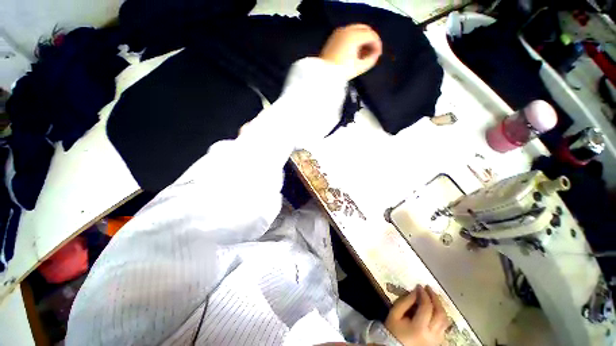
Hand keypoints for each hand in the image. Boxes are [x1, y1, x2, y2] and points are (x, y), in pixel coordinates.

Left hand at [320, 24, 381, 79]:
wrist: (323, 75)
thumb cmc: (341, 72)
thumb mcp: (358, 68)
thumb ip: (371, 60)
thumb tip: (376, 55)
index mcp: (354, 36)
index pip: (371, 35)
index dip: (377, 44)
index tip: (378, 55)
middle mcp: (346, 30)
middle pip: (364, 29)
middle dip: (371, 39)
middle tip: (373, 52)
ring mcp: (339, 32)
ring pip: (356, 30)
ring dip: (362, 39)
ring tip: (364, 54)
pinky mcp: (333, 37)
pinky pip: (348, 34)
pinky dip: (354, 40)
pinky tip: (355, 51)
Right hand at [385, 285, 449, 345]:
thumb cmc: (393, 330)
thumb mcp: (395, 313)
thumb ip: (405, 301)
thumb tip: (416, 291)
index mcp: (419, 327)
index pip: (427, 307)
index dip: (424, 294)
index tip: (419, 286)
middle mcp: (432, 335)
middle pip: (440, 314)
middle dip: (435, 299)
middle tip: (429, 288)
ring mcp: (437, 340)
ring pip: (445, 321)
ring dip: (440, 307)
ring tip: (433, 297)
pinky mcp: (437, 342)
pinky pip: (444, 327)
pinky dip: (441, 316)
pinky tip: (435, 310)